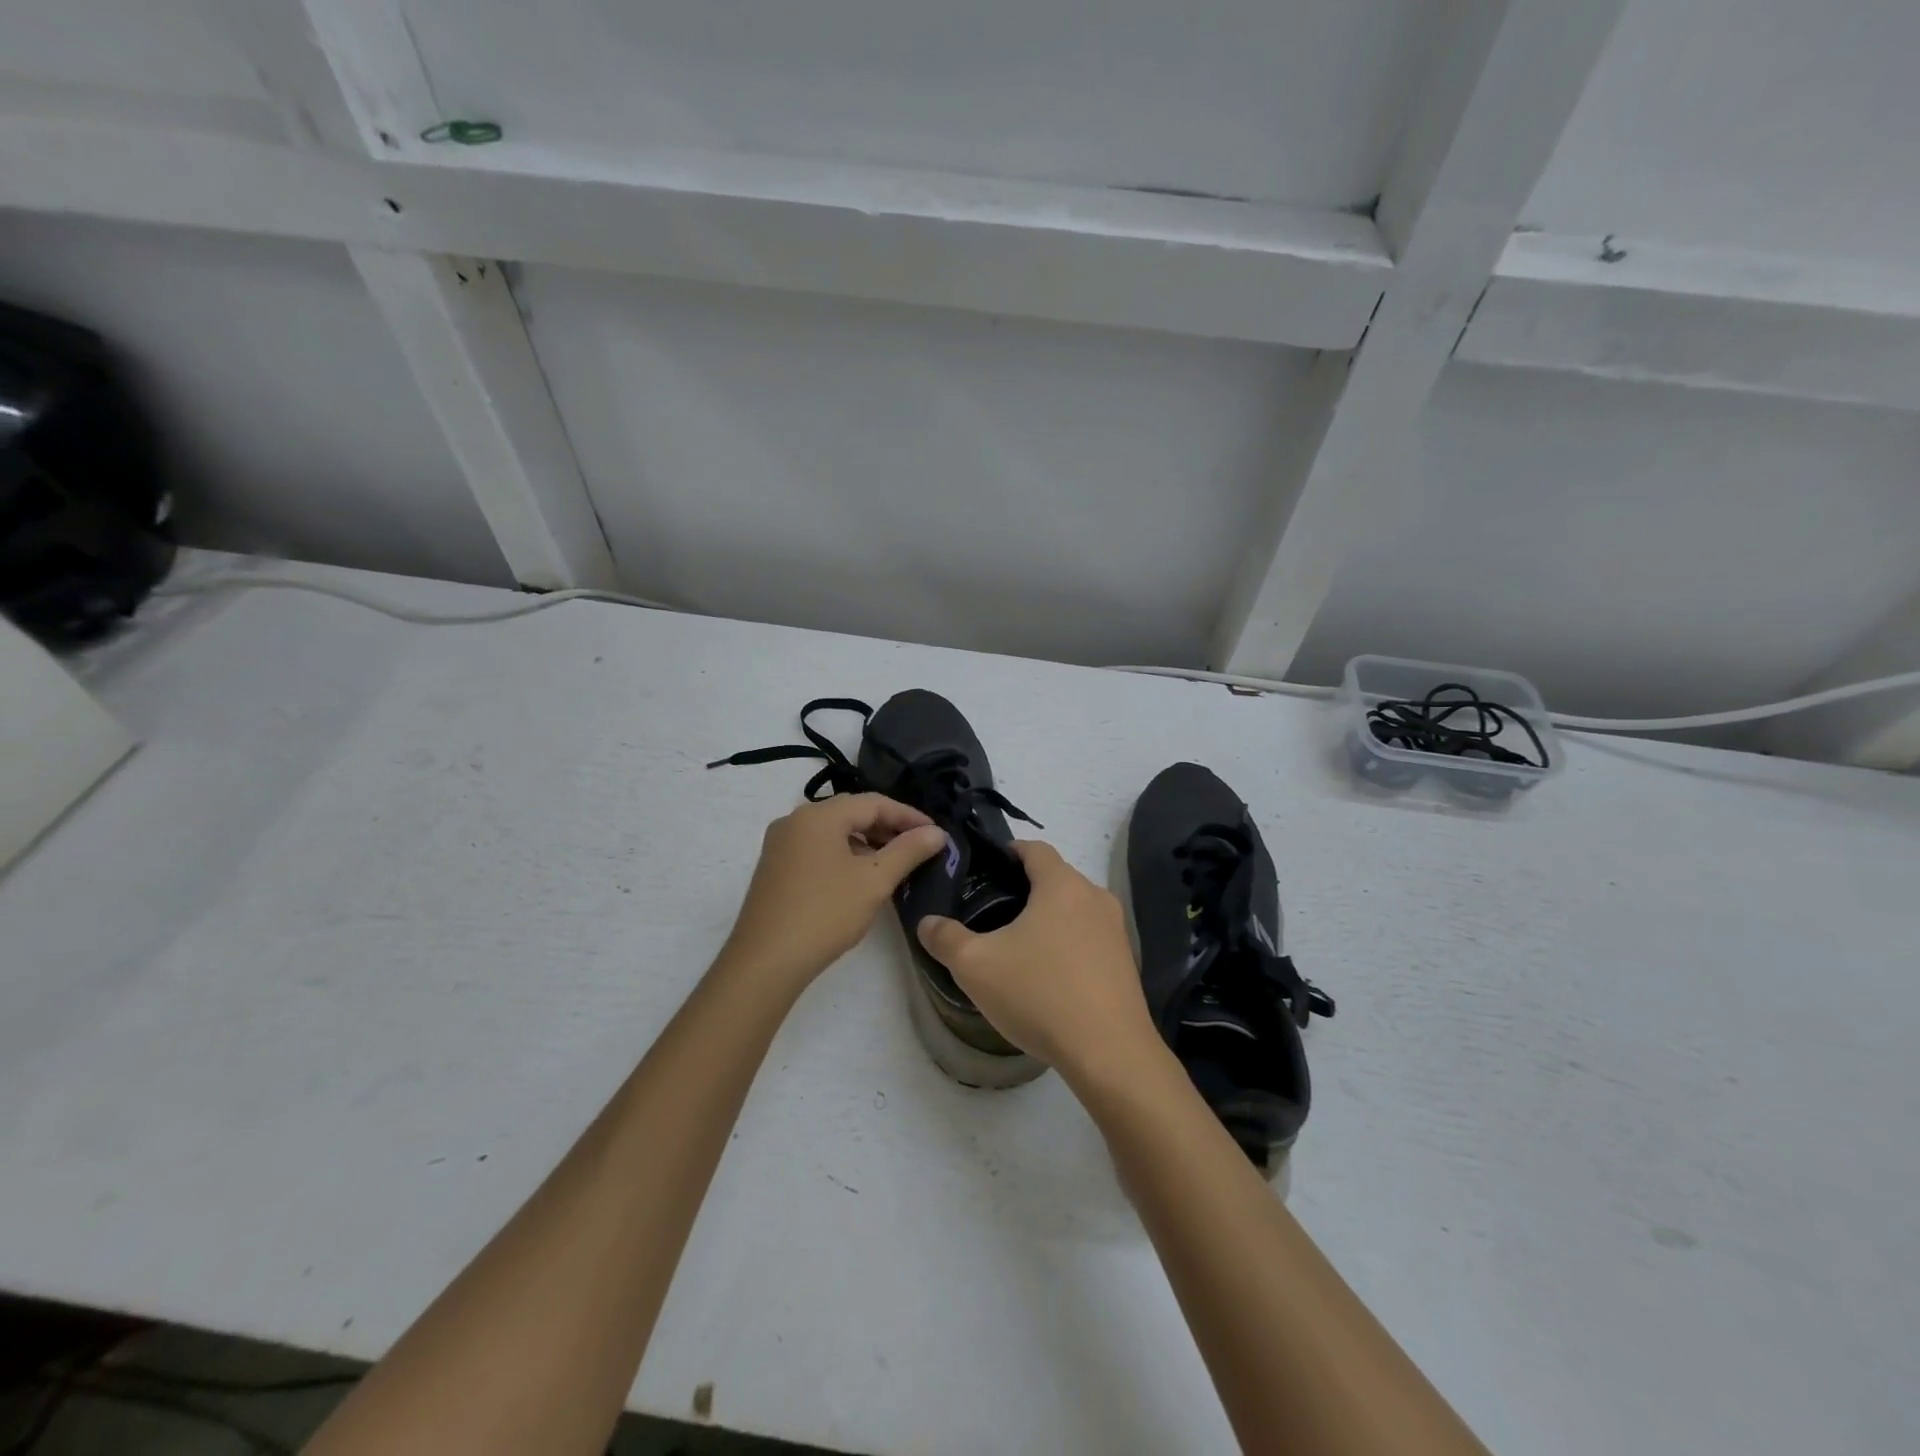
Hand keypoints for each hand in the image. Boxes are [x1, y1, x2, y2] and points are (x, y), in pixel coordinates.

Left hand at [721, 793, 948, 992]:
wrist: (765, 962)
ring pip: (834, 831)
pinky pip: (818, 848)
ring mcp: (781, 843)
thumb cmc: (824, 914)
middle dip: (888, 827)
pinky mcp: (775, 866)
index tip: (937, 834)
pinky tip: (861, 877)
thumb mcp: (873, 881)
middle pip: (852, 812)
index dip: (909, 816)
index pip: (874, 802)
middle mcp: (795, 820)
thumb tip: (937, 832)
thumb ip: (908, 851)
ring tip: (895, 863)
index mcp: (819, 815)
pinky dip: (845, 854)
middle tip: (920, 847)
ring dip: (867, 842)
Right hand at [916, 841, 1163, 1085]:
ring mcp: (1116, 930)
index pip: (1034, 848)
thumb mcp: (976, 966)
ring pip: (1073, 909)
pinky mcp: (1126, 961)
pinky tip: (1047, 974)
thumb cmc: (1040, 994)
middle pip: (1055, 877)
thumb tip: (927, 922)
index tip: (983, 869)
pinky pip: (1089, 937)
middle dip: (1023, 888)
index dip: (1007, 852)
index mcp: (1062, 884)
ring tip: (1015, 945)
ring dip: (1047, 918)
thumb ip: (945, 938)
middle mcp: (1095, 897)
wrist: (1109, 1053)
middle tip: (990, 911)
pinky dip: (1067, 943)